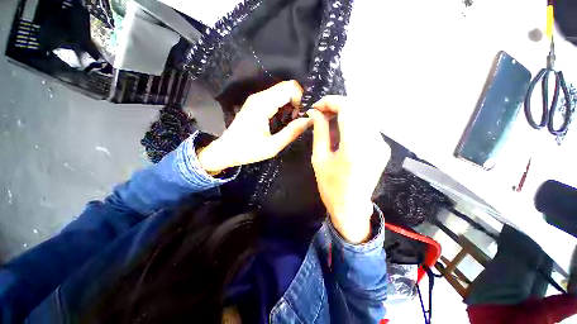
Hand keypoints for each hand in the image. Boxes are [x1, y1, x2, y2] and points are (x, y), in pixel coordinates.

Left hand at [198, 81, 311, 172]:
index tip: (301, 116)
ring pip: (282, 92)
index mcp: (263, 104)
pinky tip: (282, 120)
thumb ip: (291, 132)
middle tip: (297, 120)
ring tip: (290, 122)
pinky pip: (275, 98)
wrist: (225, 151)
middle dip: (297, 102)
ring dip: (291, 104)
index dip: (301, 99)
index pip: (290, 87)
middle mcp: (260, 96)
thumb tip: (309, 120)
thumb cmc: (247, 150)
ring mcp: (257, 99)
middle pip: (287, 87)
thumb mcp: (272, 146)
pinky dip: (284, 106)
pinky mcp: (256, 103)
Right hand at [308, 96, 389, 243]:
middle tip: (321, 114)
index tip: (317, 106)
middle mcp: (373, 141)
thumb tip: (315, 113)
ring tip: (328, 121)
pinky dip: (353, 122)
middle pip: (358, 108)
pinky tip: (341, 130)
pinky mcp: (382, 148)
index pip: (348, 108)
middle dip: (337, 106)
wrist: (351, 208)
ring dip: (345, 113)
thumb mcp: (319, 159)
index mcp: (355, 146)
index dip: (331, 102)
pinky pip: (367, 126)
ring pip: (363, 115)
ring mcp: (381, 144)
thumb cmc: (331, 187)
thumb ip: (319, 132)